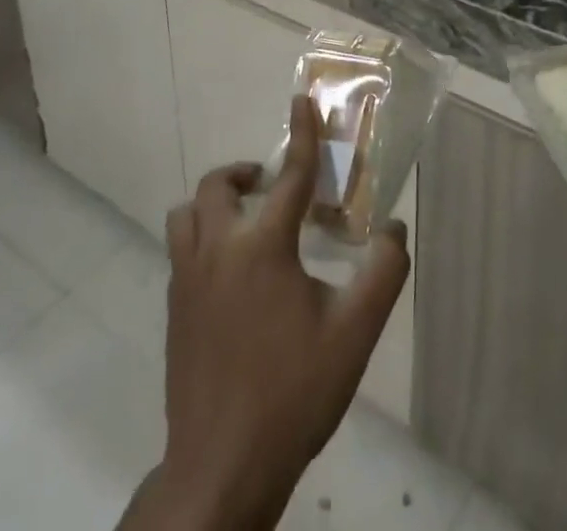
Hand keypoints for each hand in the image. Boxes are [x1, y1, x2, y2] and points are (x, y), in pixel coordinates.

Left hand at [123, 96, 409, 530]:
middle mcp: (218, 249)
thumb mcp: (354, 334)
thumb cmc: (293, 392)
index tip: (300, 100)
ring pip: (186, 214)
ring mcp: (186, 280)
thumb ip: (384, 273)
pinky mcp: (172, 309)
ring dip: (214, 204)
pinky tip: (228, 275)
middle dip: (244, 174)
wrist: (222, 466)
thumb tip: (394, 228)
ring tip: (244, 223)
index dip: (301, 134)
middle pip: (218, 185)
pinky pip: (180, 250)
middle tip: (270, 187)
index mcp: (263, 247)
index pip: (290, 175)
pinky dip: (201, 239)